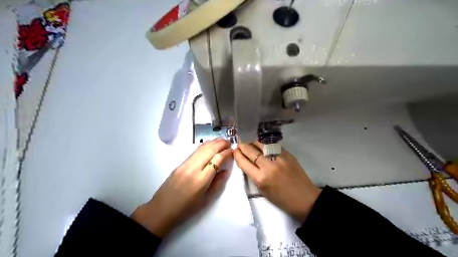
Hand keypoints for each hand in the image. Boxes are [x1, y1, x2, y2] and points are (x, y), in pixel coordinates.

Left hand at [132, 139, 232, 236]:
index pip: (217, 159)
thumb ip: (218, 183)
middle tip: (230, 142)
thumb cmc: (187, 209)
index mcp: (201, 179)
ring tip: (222, 140)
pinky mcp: (180, 164)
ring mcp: (185, 164)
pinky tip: (210, 145)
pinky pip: (195, 151)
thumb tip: (226, 169)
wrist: (162, 210)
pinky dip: (205, 146)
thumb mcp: (207, 199)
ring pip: (201, 148)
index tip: (233, 151)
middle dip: (221, 144)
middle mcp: (193, 168)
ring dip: (213, 142)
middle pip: (209, 150)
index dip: (226, 153)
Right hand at [234, 141, 318, 221]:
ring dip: (254, 144)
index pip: (244, 162)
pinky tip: (264, 147)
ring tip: (251, 144)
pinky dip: (266, 146)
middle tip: (240, 144)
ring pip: (262, 145)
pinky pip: (273, 146)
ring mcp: (279, 158)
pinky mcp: (288, 154)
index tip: (235, 151)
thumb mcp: (263, 190)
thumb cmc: (282, 199)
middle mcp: (268, 166)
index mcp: (260, 179)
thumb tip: (248, 162)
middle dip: (243, 146)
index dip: (237, 155)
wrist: (305, 199)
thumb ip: (254, 175)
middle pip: (251, 151)